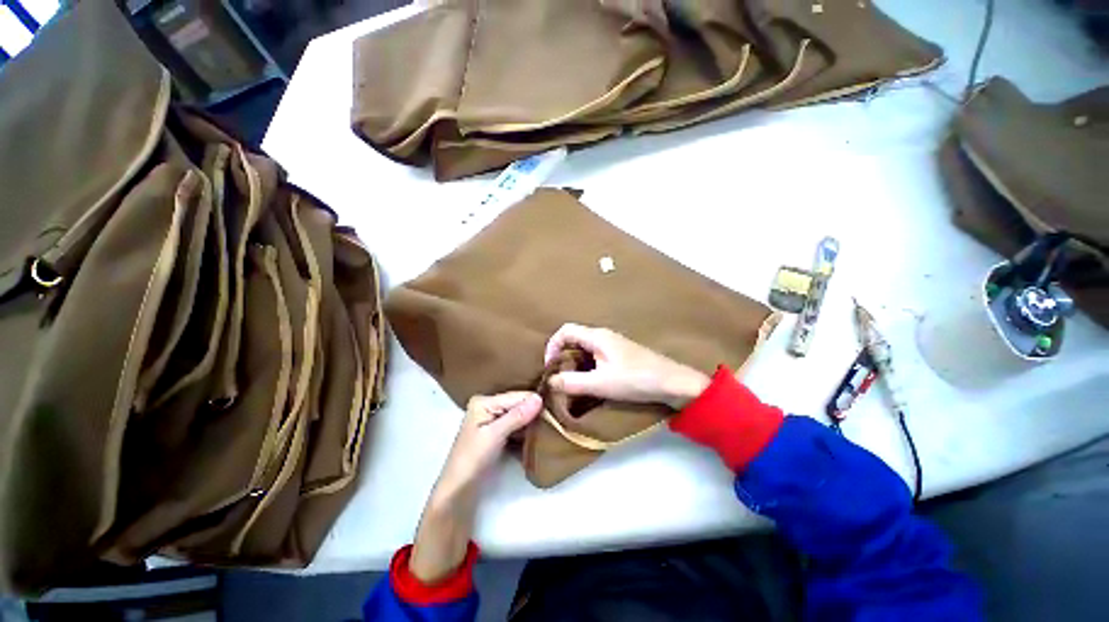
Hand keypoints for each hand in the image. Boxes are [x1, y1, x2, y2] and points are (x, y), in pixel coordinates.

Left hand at [410, 392, 541, 582]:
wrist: (458, 492)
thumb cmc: (472, 460)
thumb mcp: (495, 435)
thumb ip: (517, 416)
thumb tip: (539, 398)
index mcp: (484, 402)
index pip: (516, 396)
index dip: (535, 401)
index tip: (556, 406)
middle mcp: (489, 407)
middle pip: (518, 405)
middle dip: (535, 411)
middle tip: (557, 415)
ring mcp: (493, 421)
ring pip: (520, 416)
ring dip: (533, 422)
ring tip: (552, 424)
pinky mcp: (498, 434)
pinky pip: (517, 427)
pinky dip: (527, 430)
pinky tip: (540, 433)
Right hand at [544, 324, 709, 408]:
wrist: (673, 383)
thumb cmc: (636, 379)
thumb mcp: (601, 383)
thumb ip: (572, 382)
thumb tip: (549, 381)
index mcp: (597, 336)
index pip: (565, 331)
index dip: (552, 346)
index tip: (549, 367)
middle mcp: (603, 335)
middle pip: (573, 339)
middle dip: (561, 356)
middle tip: (557, 377)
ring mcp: (612, 345)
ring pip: (584, 348)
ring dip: (573, 363)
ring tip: (570, 381)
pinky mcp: (619, 355)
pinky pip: (594, 356)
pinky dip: (585, 366)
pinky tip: (588, 381)